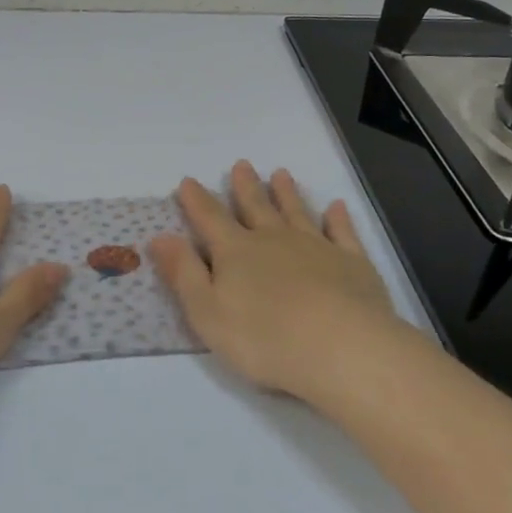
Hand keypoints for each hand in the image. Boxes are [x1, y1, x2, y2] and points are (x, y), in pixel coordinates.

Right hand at [150, 161, 407, 405]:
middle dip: (245, 186)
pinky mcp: (351, 263)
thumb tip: (160, 236)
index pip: (210, 219)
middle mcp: (274, 240)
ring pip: (296, 212)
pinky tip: (336, 206)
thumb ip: (184, 273)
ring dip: (286, 193)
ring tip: (281, 174)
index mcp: (236, 252)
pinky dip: (337, 218)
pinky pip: (342, 232)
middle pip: (256, 207)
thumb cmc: (265, 339)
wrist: (343, 349)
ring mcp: (316, 247)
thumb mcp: (207, 312)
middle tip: (242, 164)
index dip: (197, 200)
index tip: (189, 181)